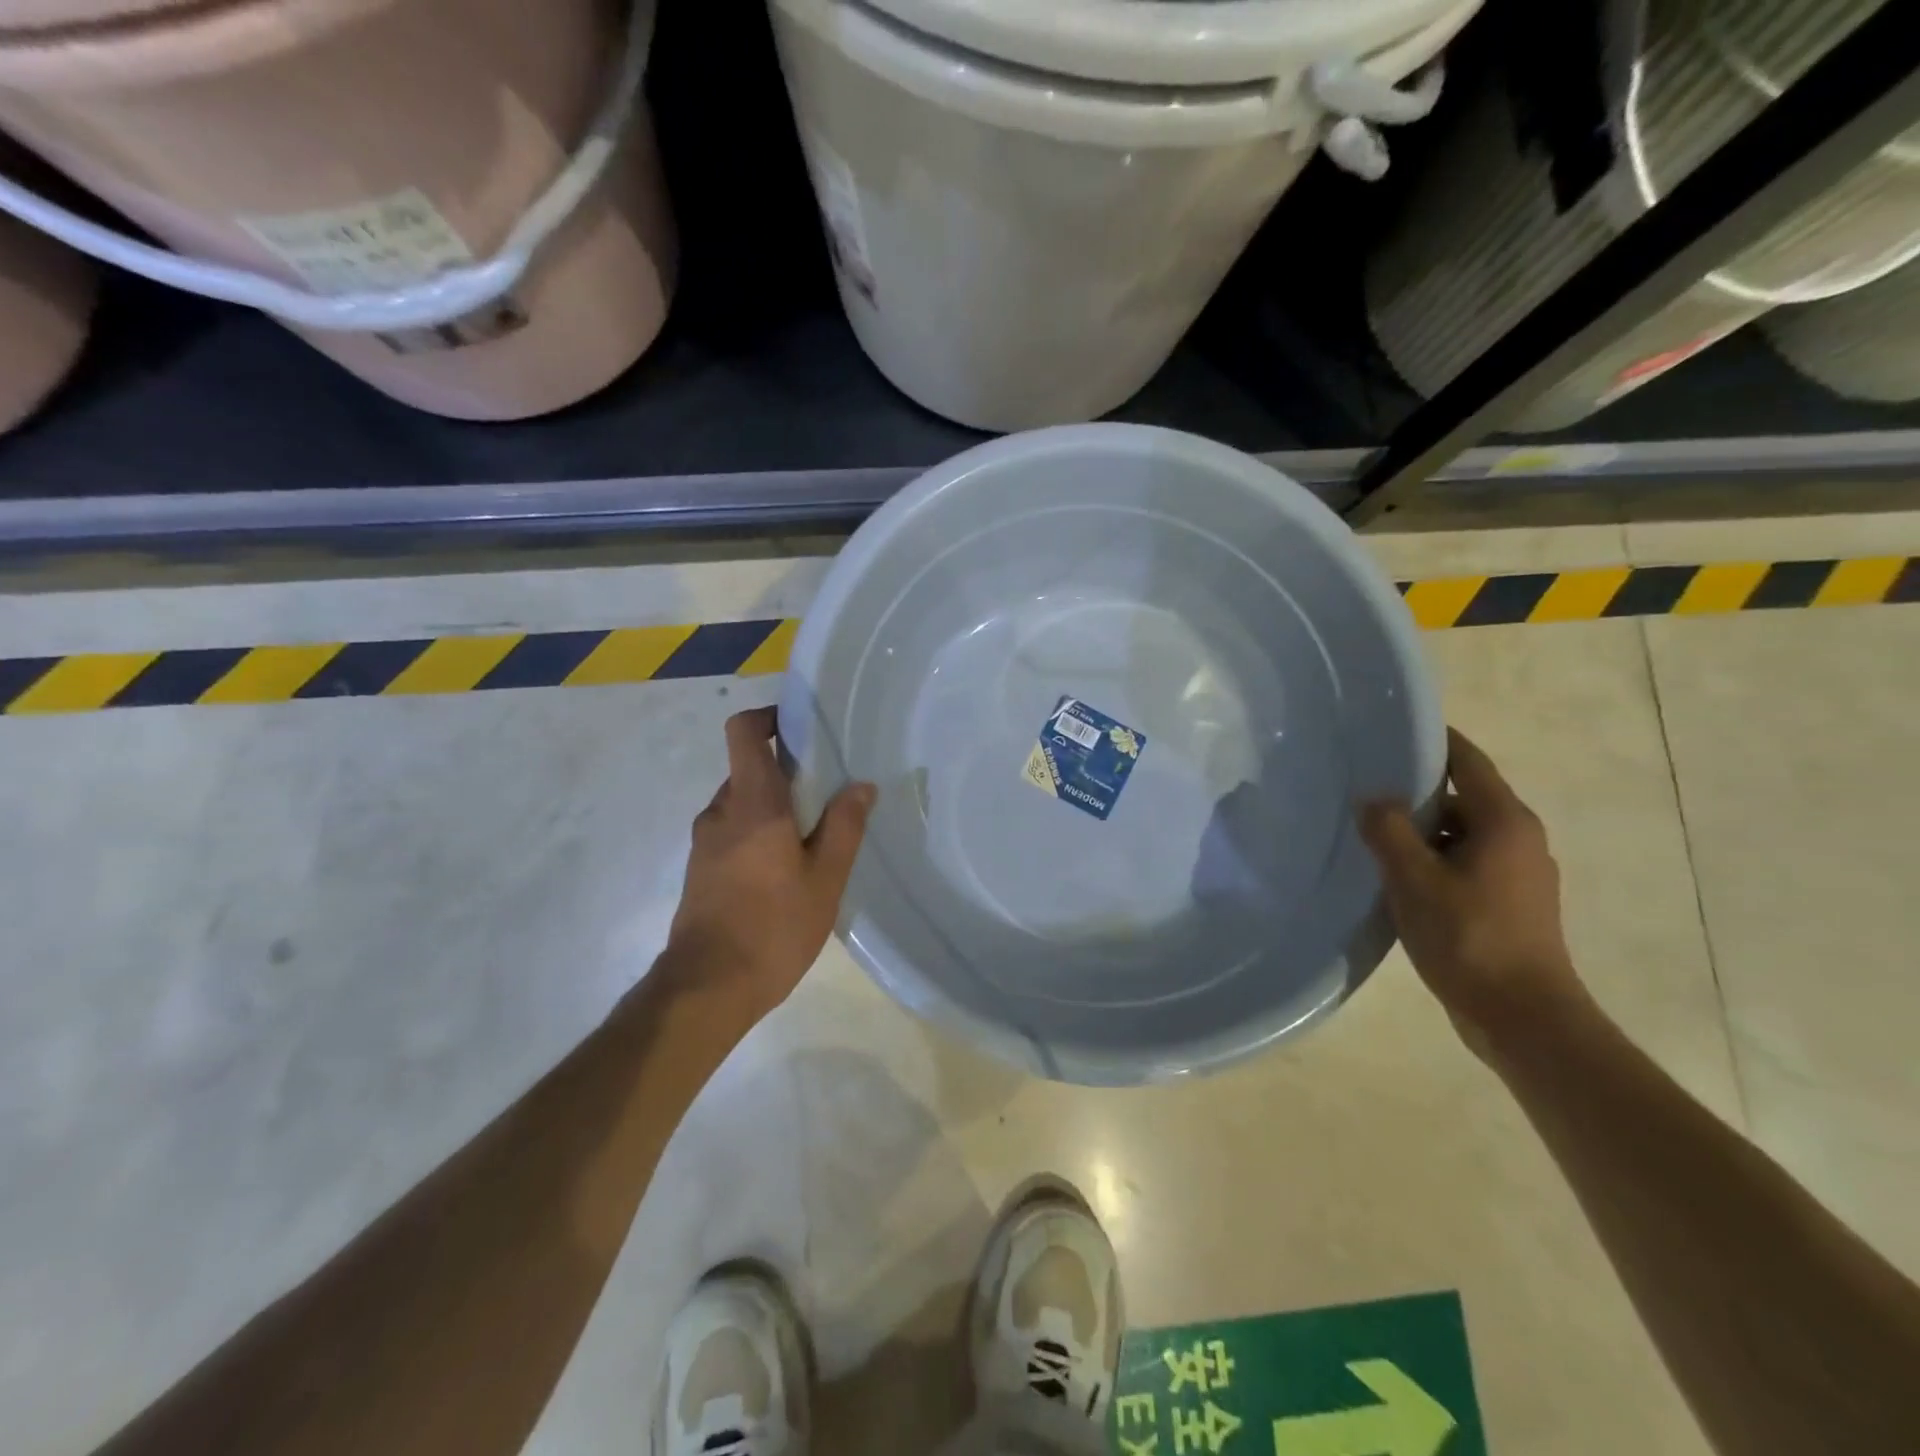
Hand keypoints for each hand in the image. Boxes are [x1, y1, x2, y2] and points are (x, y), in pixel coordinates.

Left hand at [664, 707, 876, 1025]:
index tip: (802, 728)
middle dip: (786, 771)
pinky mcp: (701, 869)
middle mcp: (721, 813)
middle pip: (748, 768)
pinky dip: (759, 832)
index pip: (743, 732)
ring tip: (814, 835)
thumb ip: (844, 826)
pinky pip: (733, 831)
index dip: (769, 718)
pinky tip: (787, 868)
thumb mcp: (825, 879)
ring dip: (774, 806)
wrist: (707, 988)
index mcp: (752, 804)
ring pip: (742, 803)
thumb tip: (861, 785)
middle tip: (828, 791)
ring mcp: (705, 842)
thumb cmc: (773, 928)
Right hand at [1360, 728, 1585, 1053]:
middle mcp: (1518, 838)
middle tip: (1363, 788)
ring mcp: (1518, 872)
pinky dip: (1433, 858)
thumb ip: (1389, 831)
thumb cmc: (1469, 938)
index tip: (1390, 730)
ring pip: (1460, 833)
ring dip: (1421, 830)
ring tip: (1371, 833)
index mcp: (1504, 821)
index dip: (1433, 741)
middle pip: (1462, 797)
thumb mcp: (1415, 880)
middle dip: (1415, 792)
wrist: (1522, 1016)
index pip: (1468, 761)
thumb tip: (1372, 798)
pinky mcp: (1509, 901)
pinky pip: (1464, 861)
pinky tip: (1396, 875)